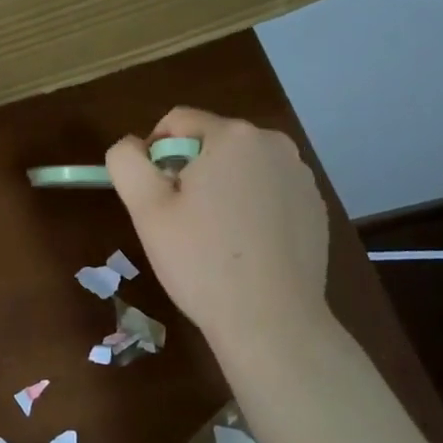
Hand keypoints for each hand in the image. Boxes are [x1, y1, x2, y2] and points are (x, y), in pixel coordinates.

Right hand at [106, 108, 331, 351]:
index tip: (153, 197)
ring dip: (220, 188)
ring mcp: (301, 176)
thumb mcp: (146, 208)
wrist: (271, 321)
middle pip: (211, 142)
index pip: (176, 121)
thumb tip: (132, 146)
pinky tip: (245, 248)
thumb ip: (126, 161)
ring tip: (214, 237)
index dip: (153, 155)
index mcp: (233, 136)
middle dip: (189, 171)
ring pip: (240, 168)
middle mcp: (274, 144)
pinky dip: (250, 207)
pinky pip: (268, 191)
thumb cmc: (201, 260)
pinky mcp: (315, 207)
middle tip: (180, 220)